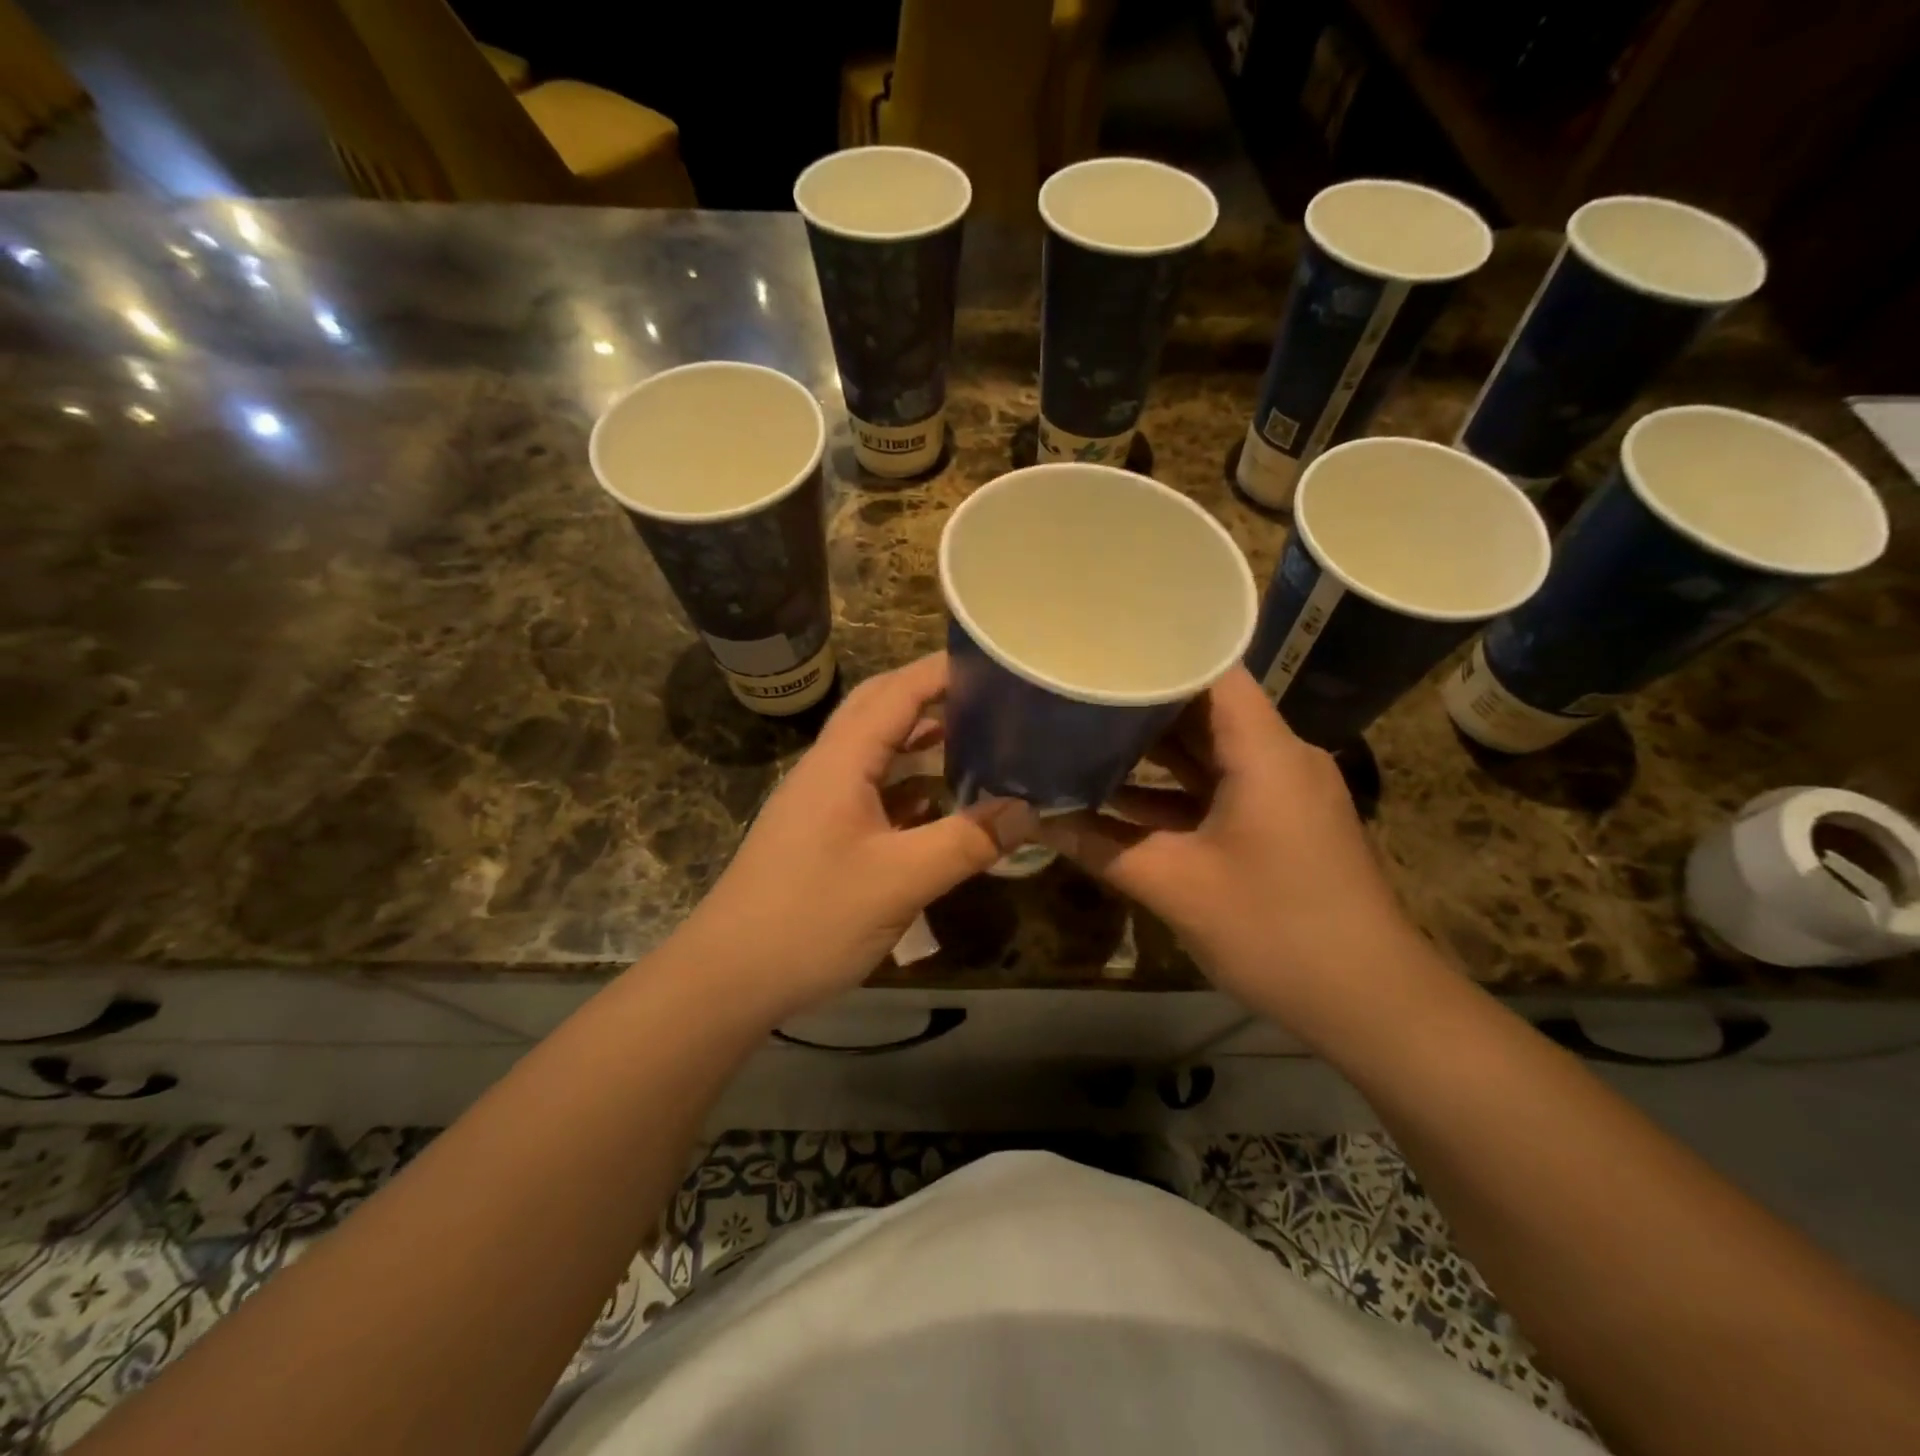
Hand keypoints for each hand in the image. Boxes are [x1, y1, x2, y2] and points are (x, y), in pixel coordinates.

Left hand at [676, 653, 1035, 1022]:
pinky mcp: (821, 833)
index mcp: (841, 761)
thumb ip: (966, 842)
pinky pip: (870, 790)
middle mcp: (828, 768)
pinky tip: (938, 803)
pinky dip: (907, 784)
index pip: (896, 691)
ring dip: (919, 738)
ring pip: (875, 750)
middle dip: (932, 694)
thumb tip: (1029, 812)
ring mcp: (820, 801)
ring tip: (974, 739)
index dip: (943, 671)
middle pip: (880, 709)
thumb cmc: (810, 918)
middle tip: (988, 696)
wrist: (728, 977)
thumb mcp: (900, 881)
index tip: (996, 663)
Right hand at [1033, 668, 1421, 1017]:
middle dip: (1140, 703)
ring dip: (1153, 750)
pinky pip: (1219, 789)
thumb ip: (1097, 846)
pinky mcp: (1280, 824)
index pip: (1212, 670)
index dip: (1155, 653)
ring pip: (1209, 752)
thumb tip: (1028, 818)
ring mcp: (1281, 792)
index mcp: (1264, 751)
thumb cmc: (1275, 930)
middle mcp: (1278, 757)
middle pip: (1205, 708)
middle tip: (1074, 691)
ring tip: (1083, 735)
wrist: (1372, 1005)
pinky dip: (1173, 791)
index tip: (1097, 650)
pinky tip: (1117, 800)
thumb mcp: (1174, 886)